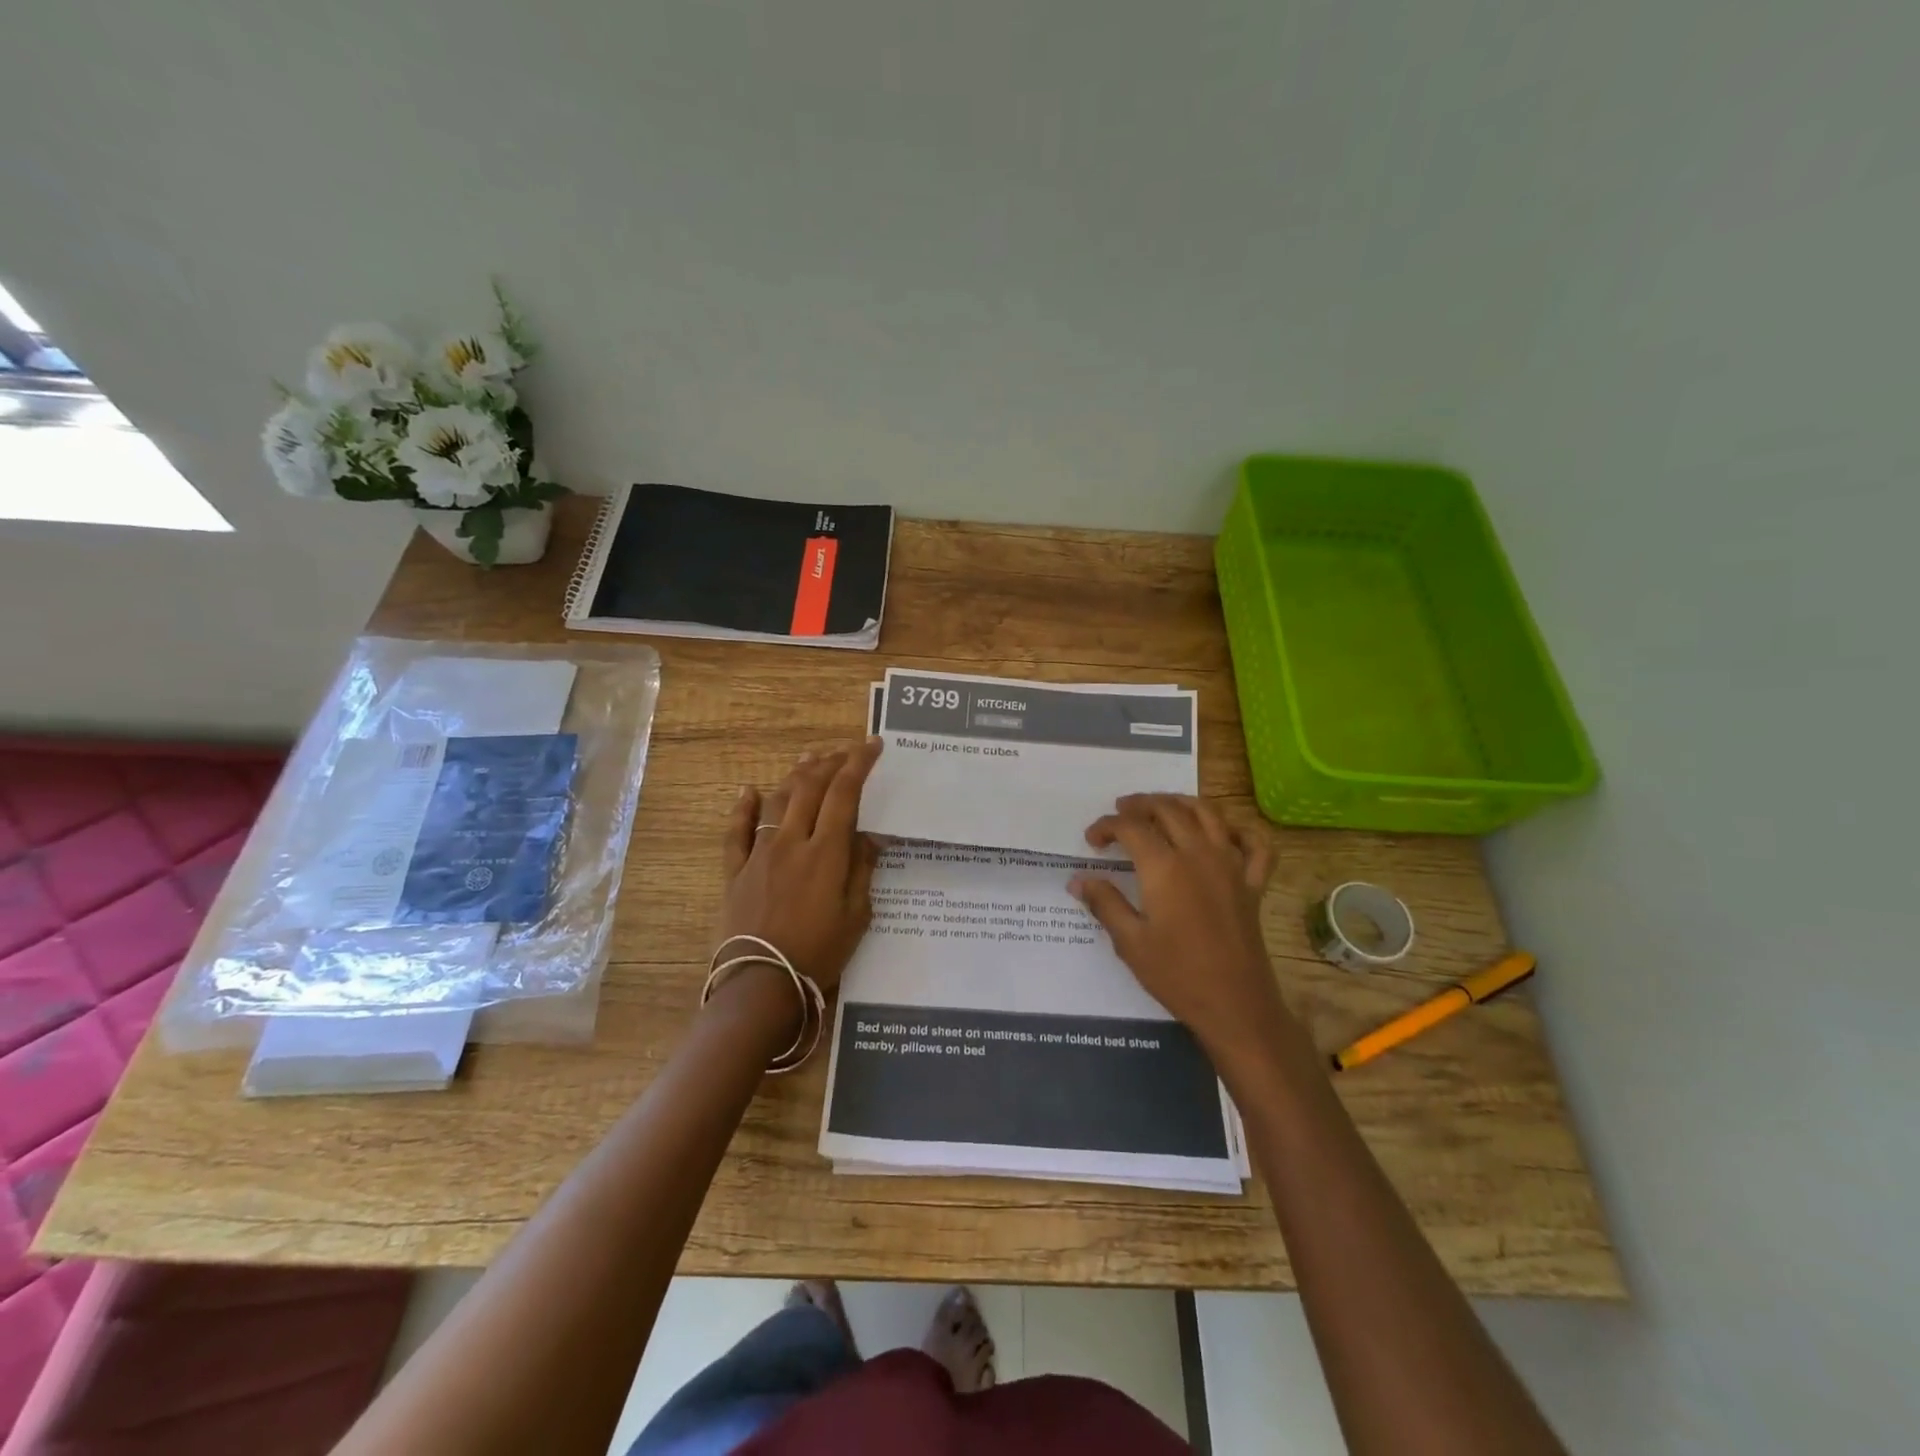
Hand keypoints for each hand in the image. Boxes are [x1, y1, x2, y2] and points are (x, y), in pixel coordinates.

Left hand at [716, 739, 882, 997]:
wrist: (762, 985)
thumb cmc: (819, 954)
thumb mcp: (857, 916)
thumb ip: (863, 870)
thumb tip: (871, 835)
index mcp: (826, 853)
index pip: (844, 794)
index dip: (859, 764)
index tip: (872, 746)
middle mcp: (792, 842)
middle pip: (810, 788)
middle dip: (831, 762)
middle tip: (846, 750)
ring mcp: (759, 854)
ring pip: (777, 801)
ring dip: (795, 776)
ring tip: (809, 761)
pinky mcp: (736, 871)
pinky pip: (736, 832)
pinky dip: (742, 808)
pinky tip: (748, 790)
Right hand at [1068, 793, 1293, 1066]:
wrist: (1236, 1005)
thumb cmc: (1177, 975)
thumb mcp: (1130, 942)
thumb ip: (1105, 904)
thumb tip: (1078, 880)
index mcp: (1165, 868)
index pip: (1131, 828)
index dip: (1107, 826)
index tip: (1092, 840)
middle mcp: (1199, 855)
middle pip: (1168, 810)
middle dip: (1140, 805)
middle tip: (1121, 812)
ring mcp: (1231, 866)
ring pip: (1208, 814)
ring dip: (1181, 802)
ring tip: (1162, 807)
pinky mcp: (1253, 884)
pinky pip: (1254, 845)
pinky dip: (1239, 831)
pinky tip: (1223, 834)